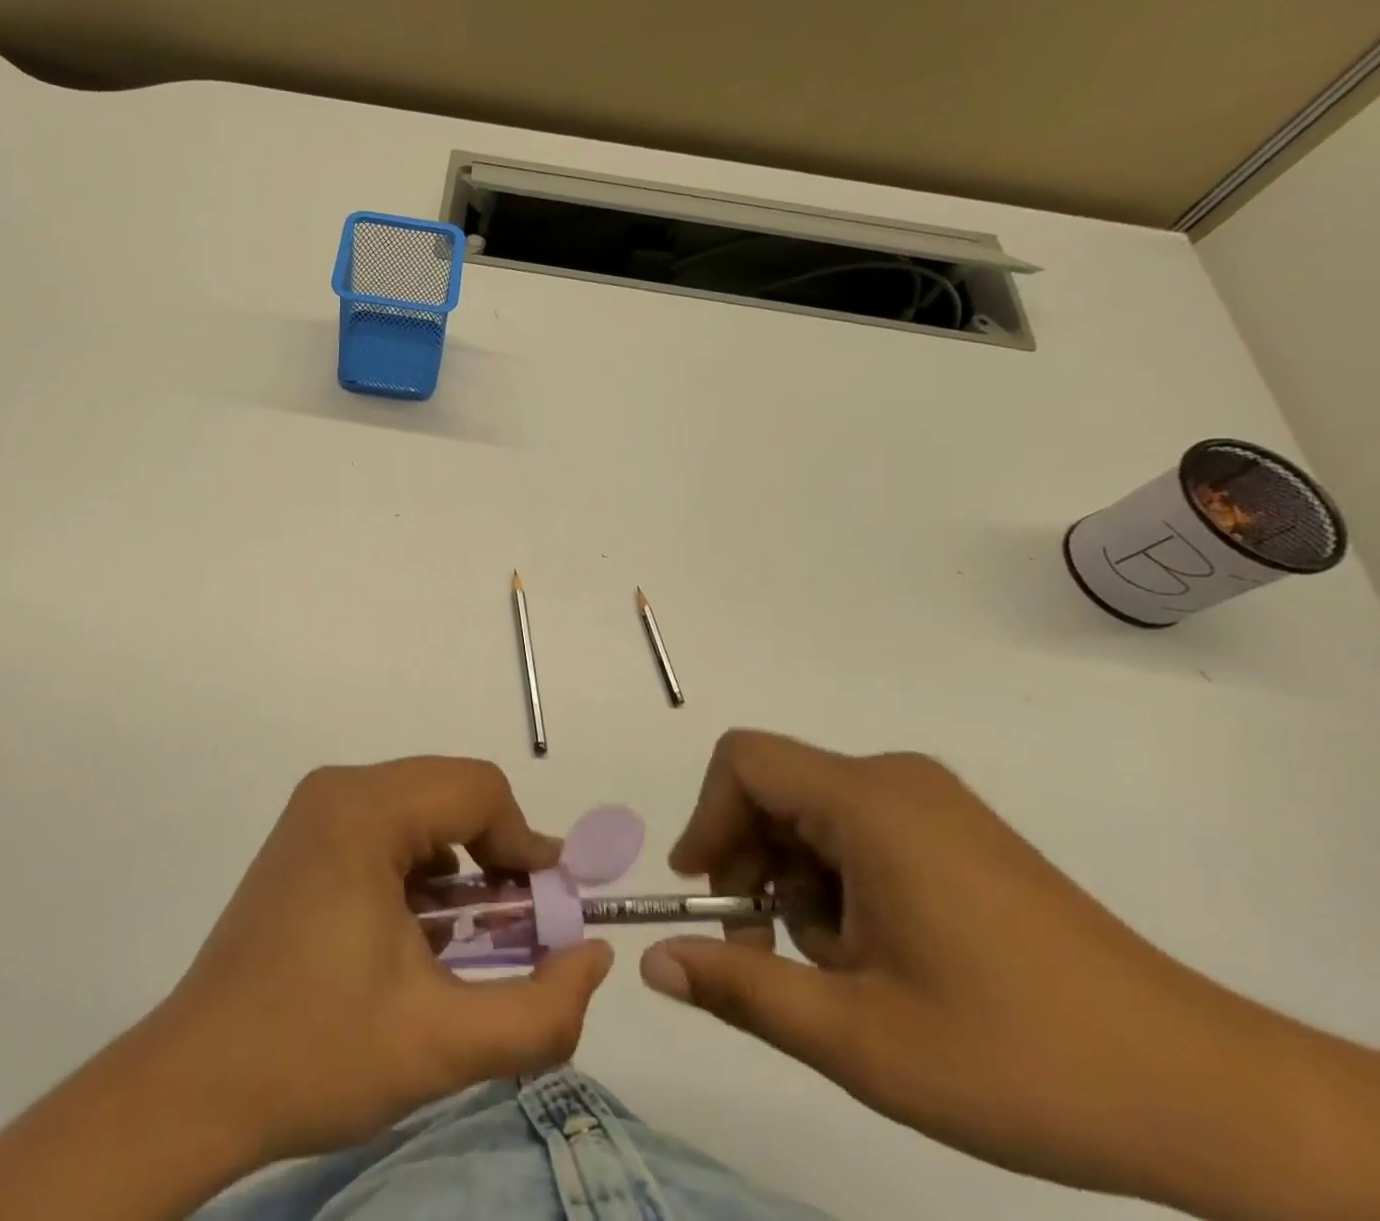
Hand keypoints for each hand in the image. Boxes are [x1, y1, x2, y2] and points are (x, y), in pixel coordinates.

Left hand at [156, 758, 612, 1163]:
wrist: (196, 1082)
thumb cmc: (316, 1053)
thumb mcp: (442, 1044)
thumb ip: (540, 1009)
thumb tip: (594, 956)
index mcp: (364, 809)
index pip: (478, 789)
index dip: (526, 845)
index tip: (549, 912)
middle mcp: (340, 788)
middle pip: (451, 791)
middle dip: (497, 855)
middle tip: (518, 929)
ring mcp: (317, 808)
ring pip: (423, 807)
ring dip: (462, 863)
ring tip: (470, 939)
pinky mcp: (307, 835)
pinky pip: (389, 825)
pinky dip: (423, 867)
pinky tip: (419, 932)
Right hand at [637, 731, 1379, 1218]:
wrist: (1207, 1096)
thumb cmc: (1017, 1058)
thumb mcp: (859, 1038)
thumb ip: (743, 989)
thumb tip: (652, 964)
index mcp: (869, 803)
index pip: (744, 763)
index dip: (706, 819)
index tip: (702, 894)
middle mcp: (896, 782)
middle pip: (776, 792)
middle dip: (751, 867)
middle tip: (762, 956)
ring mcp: (932, 804)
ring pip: (815, 818)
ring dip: (797, 886)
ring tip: (838, 973)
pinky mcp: (956, 831)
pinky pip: (859, 831)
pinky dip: (839, 884)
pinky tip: (877, 956)